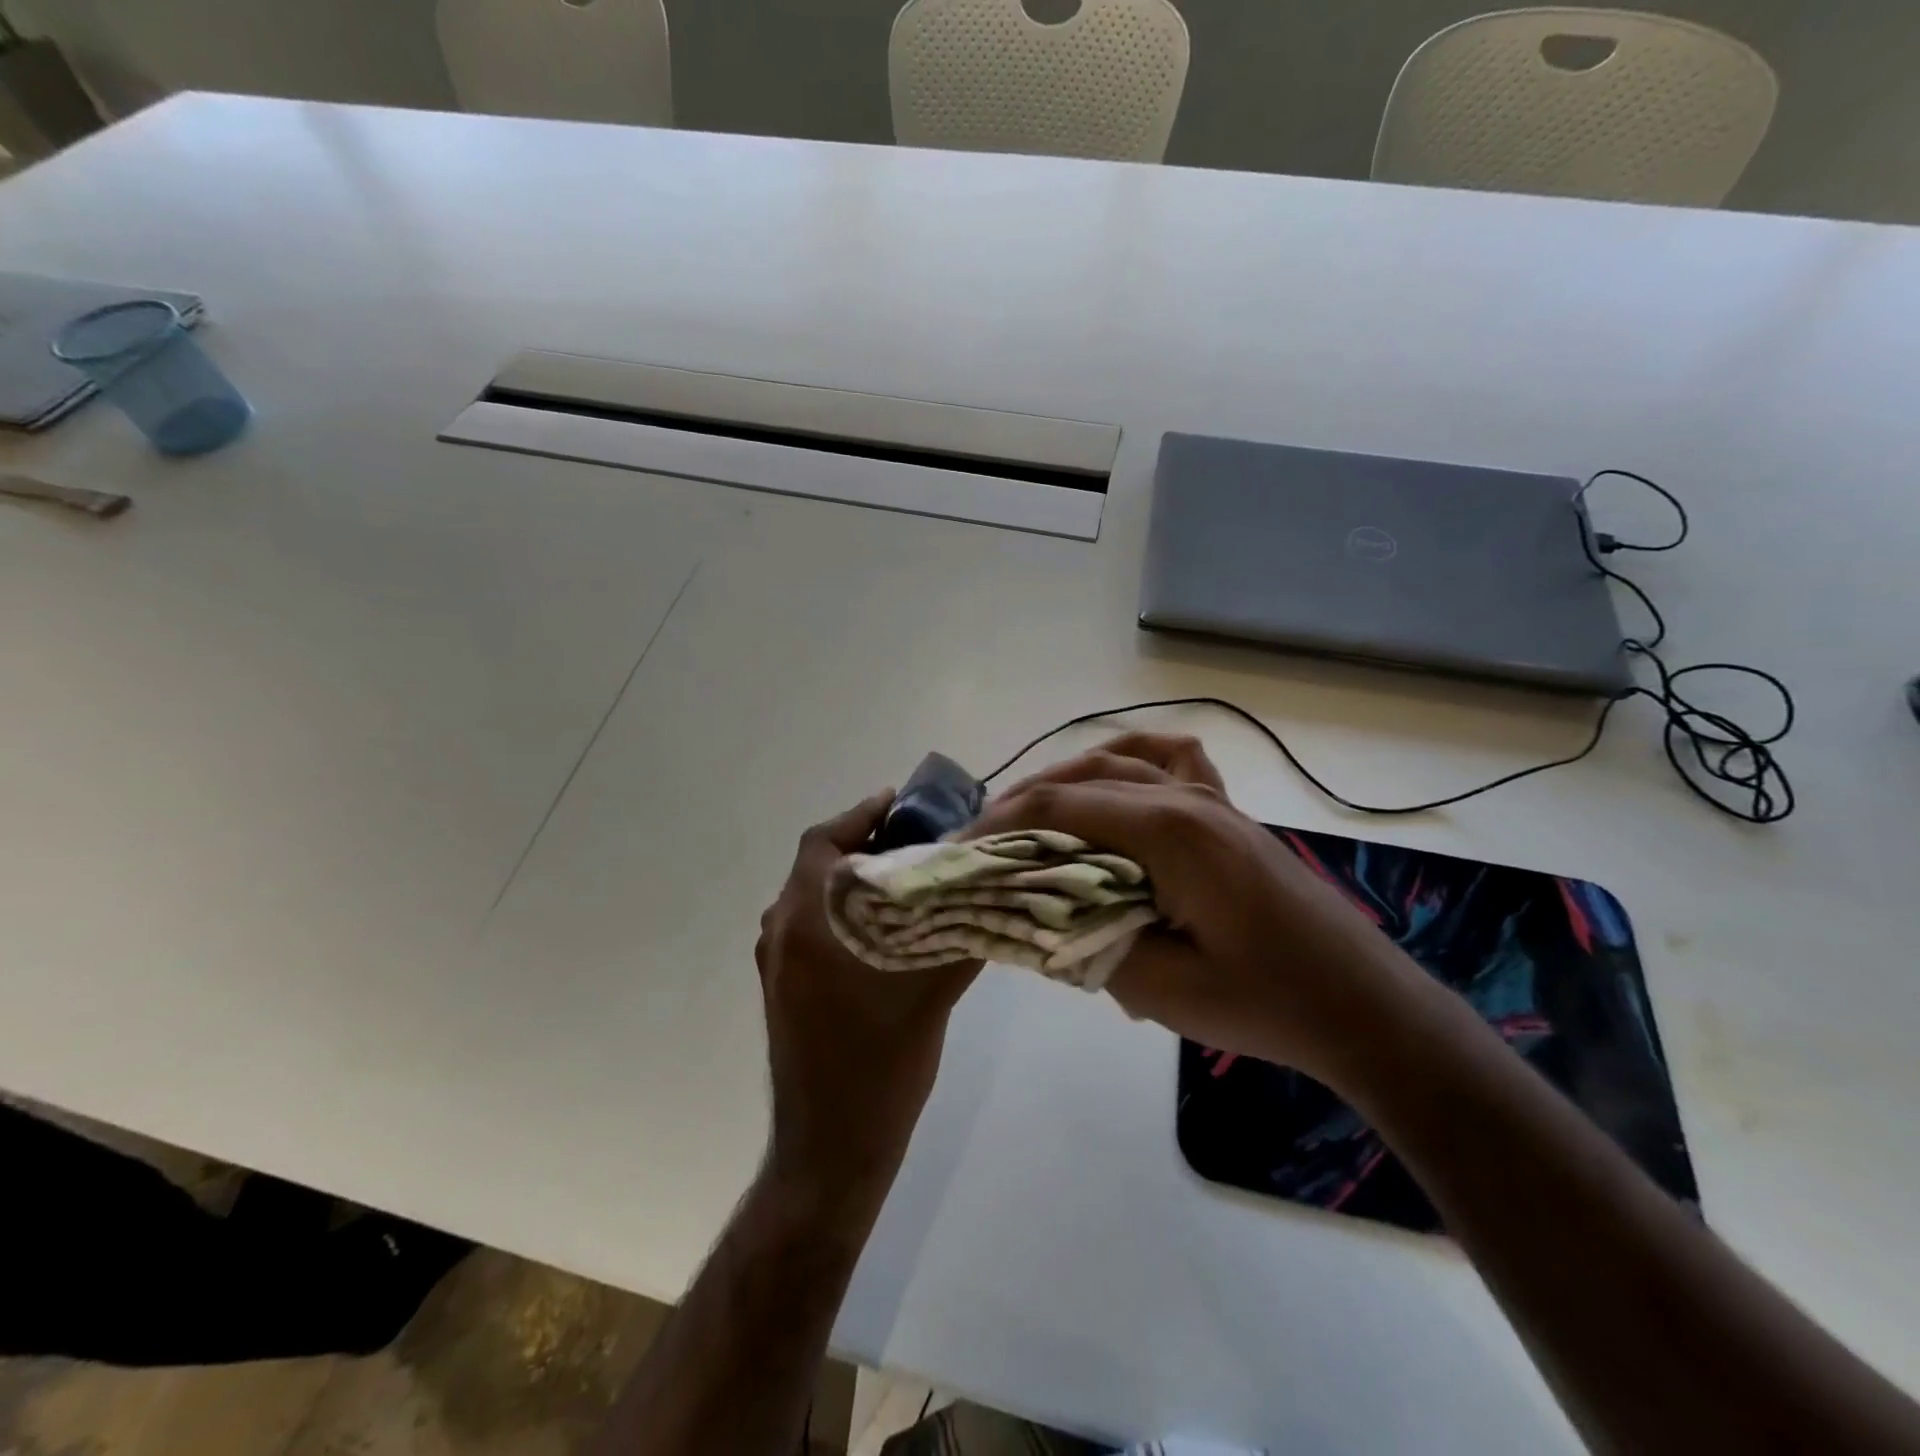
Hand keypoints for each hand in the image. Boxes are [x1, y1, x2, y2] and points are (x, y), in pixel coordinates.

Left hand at [756, 791, 979, 1199]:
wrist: (830, 1147)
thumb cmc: (880, 1063)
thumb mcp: (931, 993)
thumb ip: (961, 934)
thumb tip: (996, 893)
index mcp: (808, 920)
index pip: (826, 841)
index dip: (863, 814)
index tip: (902, 803)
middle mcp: (782, 930)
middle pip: (821, 865)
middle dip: (867, 845)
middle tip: (918, 841)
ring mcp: (776, 961)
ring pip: (815, 896)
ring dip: (855, 880)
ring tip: (908, 879)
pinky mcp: (781, 986)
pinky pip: (811, 926)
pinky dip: (843, 912)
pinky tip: (886, 929)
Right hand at [975, 734, 1421, 1083]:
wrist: (1361, 1004)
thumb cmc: (1266, 1002)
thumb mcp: (1162, 988)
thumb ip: (1089, 942)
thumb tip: (1043, 912)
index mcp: (1168, 831)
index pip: (1060, 808)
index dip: (1001, 824)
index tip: (962, 849)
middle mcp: (1185, 798)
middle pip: (1083, 778)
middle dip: (1024, 801)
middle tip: (983, 836)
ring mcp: (1211, 800)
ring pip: (1120, 763)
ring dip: (1067, 779)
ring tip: (1030, 811)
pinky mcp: (1228, 814)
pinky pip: (1172, 761)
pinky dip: (1131, 760)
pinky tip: (1115, 776)